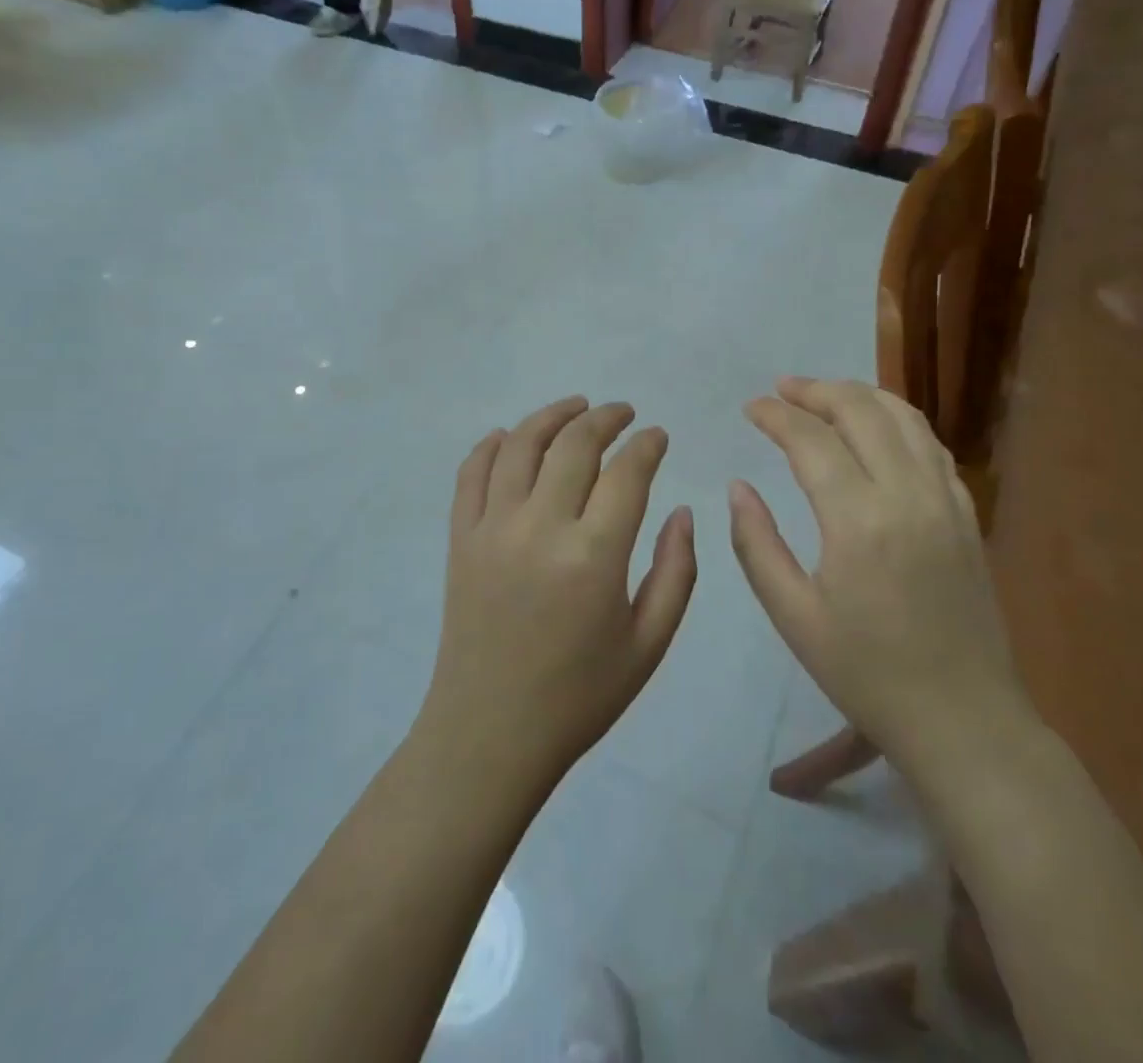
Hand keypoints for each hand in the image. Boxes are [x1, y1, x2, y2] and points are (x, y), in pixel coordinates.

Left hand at [420, 397, 696, 789]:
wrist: (490, 734)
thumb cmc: (579, 696)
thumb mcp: (649, 644)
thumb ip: (676, 572)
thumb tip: (683, 511)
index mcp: (593, 556)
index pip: (626, 473)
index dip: (647, 445)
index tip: (657, 436)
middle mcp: (539, 528)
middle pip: (574, 444)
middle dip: (605, 418)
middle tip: (623, 413)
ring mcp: (491, 529)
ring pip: (520, 445)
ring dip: (552, 416)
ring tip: (576, 407)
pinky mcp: (459, 539)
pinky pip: (471, 473)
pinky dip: (492, 444)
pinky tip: (511, 436)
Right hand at [729, 378, 1030, 782]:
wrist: (963, 718)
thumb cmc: (867, 673)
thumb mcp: (793, 616)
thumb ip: (757, 544)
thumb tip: (739, 487)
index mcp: (858, 520)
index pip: (810, 439)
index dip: (776, 415)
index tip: (751, 408)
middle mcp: (907, 494)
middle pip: (861, 410)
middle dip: (816, 390)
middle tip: (782, 390)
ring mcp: (946, 500)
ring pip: (904, 416)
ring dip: (859, 395)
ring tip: (824, 396)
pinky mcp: (966, 514)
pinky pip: (931, 444)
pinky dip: (897, 421)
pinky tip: (877, 430)